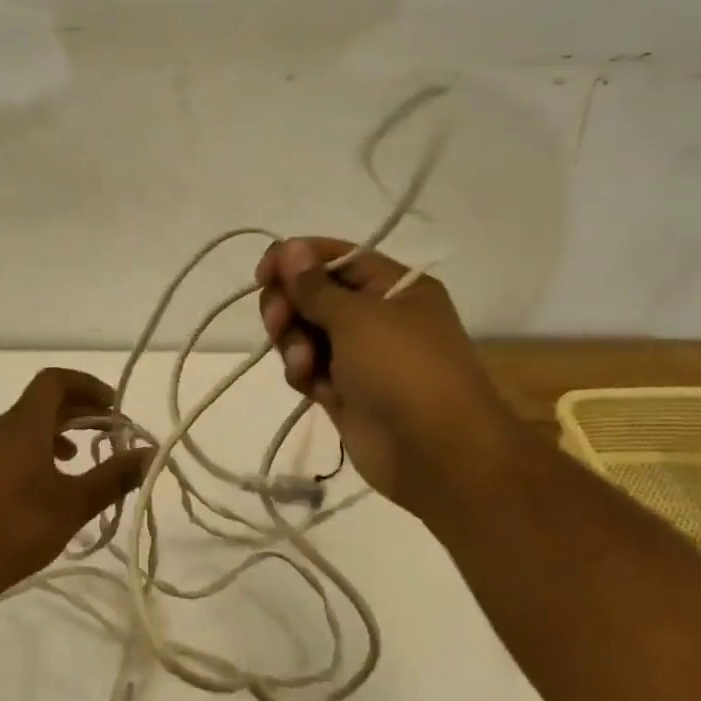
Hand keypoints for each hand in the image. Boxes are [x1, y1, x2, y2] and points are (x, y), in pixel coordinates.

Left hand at [0, 368, 151, 602]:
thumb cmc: (19, 529)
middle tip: (101, 433)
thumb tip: (151, 453)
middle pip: (36, 405)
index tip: (111, 405)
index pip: (54, 381)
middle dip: (73, 413)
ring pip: (15, 430)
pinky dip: (21, 457)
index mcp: (21, 425)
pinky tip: (29, 489)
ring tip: (70, 462)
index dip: (86, 384)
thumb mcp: (75, 505)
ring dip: (47, 436)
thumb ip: (114, 476)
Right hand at [254, 238, 521, 508]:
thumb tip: (289, 247)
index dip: (296, 260)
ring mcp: (360, 356)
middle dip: (290, 304)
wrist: (436, 453)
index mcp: (393, 287)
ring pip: (306, 332)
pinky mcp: (344, 390)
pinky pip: (309, 368)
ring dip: (293, 341)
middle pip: (314, 295)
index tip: (263, 274)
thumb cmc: (403, 368)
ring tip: (302, 361)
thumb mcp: (358, 317)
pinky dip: (302, 371)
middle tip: (278, 320)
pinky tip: (309, 382)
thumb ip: (314, 285)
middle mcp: (377, 316)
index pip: (335, 257)